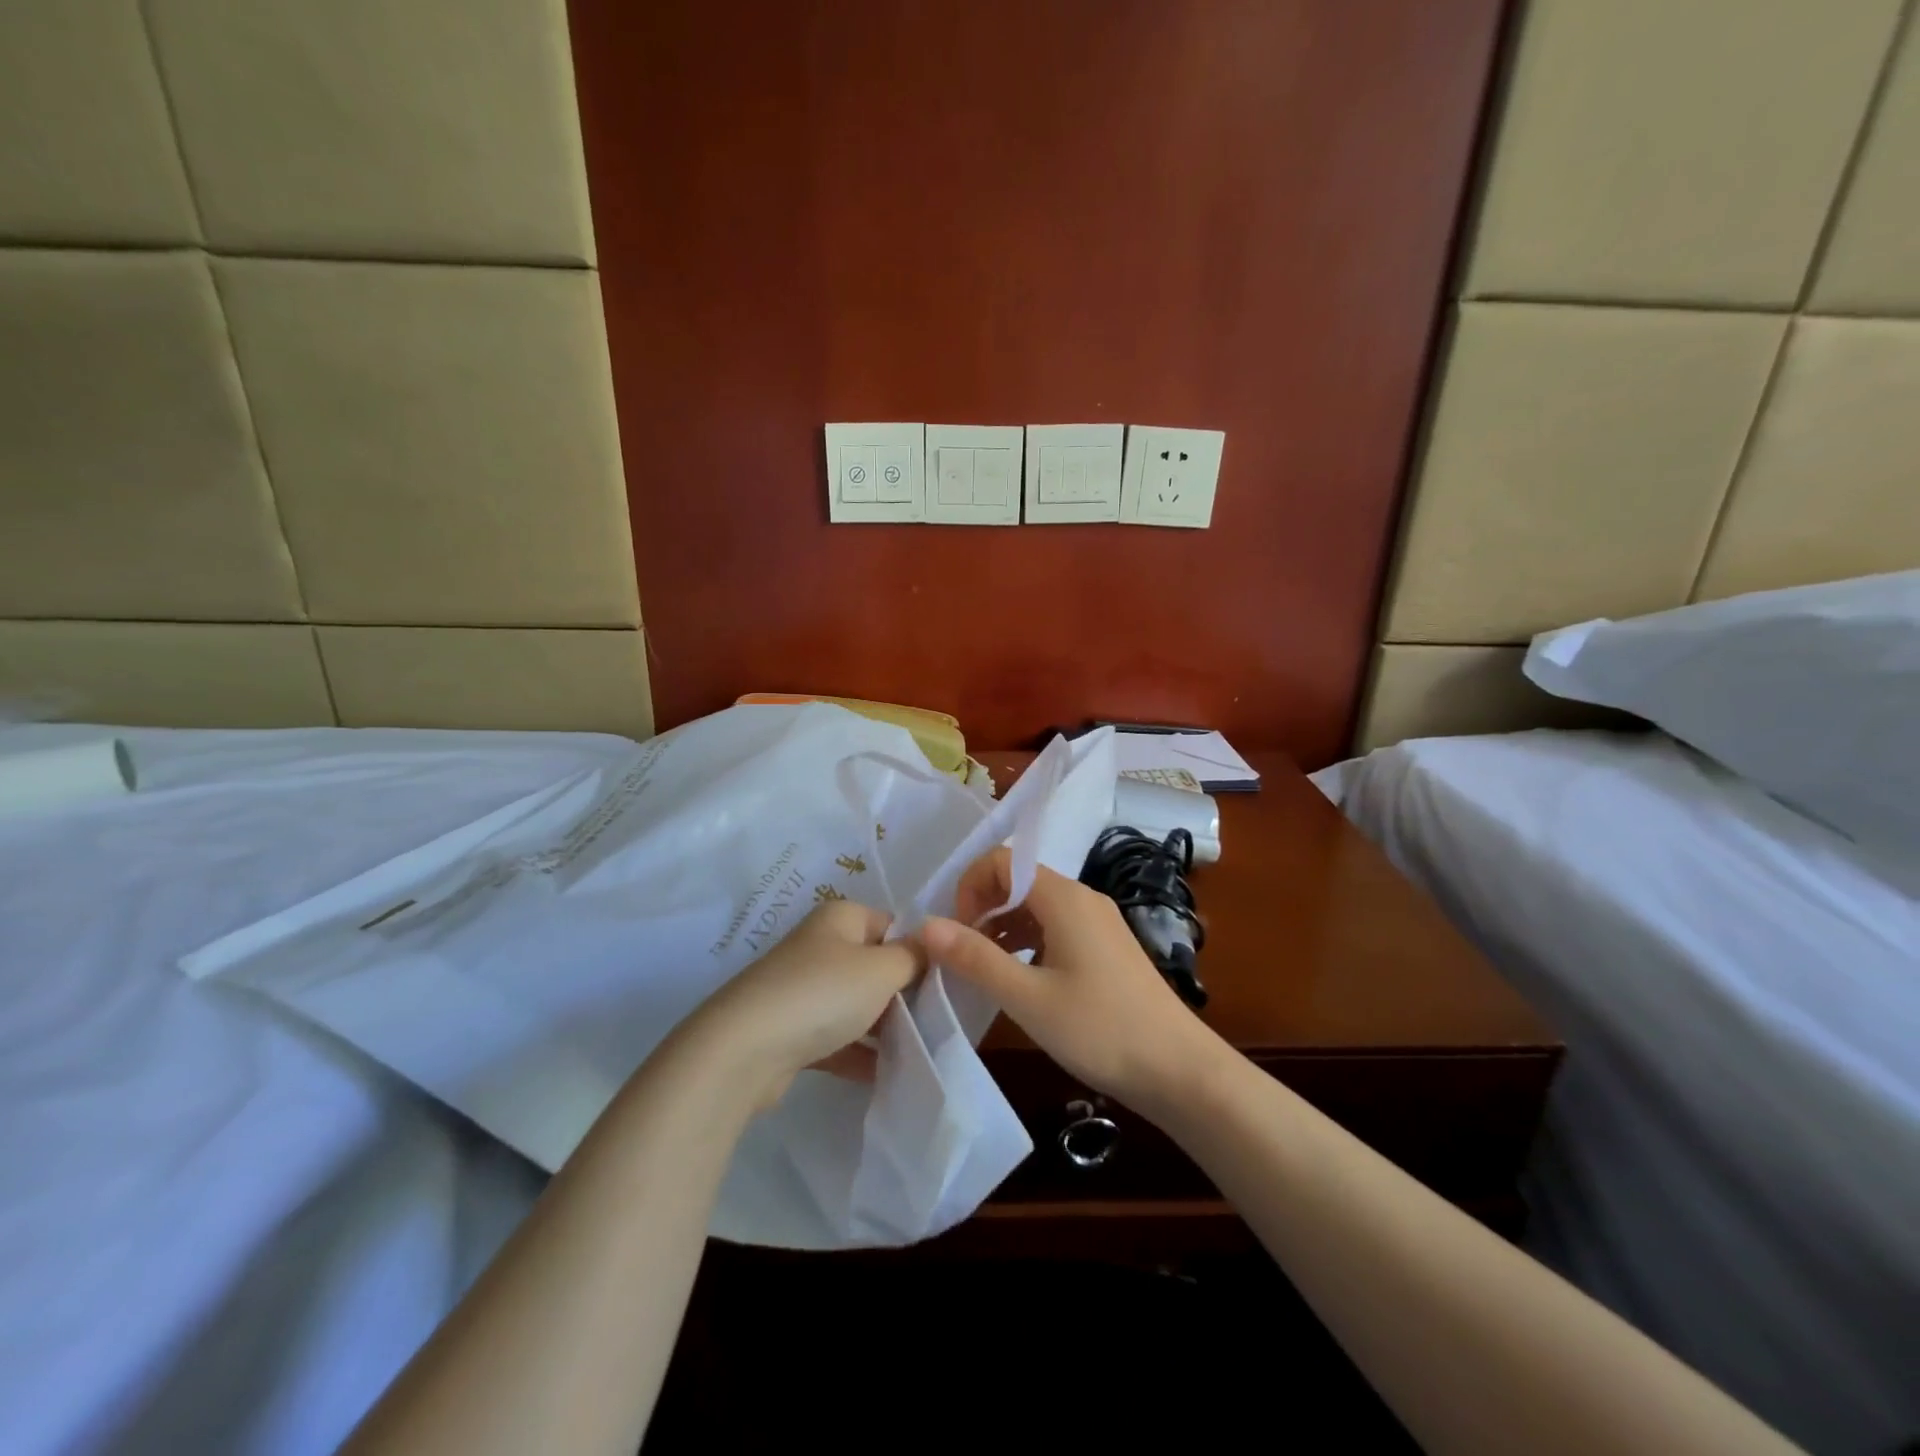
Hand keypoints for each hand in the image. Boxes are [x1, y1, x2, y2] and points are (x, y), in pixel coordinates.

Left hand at [683, 899, 924, 1110]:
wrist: (744, 1051)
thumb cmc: (822, 994)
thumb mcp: (882, 969)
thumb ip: (914, 957)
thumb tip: (931, 946)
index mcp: (841, 919)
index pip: (893, 925)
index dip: (920, 951)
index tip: (946, 983)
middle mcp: (820, 946)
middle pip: (875, 965)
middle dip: (904, 993)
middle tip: (937, 1021)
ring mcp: (802, 988)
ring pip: (856, 1004)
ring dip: (883, 1027)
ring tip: (920, 1051)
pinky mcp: (791, 1030)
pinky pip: (836, 1037)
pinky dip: (858, 1054)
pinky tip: (887, 1076)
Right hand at [917, 848, 1216, 1112]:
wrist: (1179, 1070)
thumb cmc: (1100, 1029)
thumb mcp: (1027, 997)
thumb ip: (975, 958)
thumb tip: (926, 925)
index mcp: (1064, 897)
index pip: (1003, 860)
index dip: (971, 886)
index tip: (957, 932)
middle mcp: (1083, 898)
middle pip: (1020, 880)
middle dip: (983, 907)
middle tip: (964, 954)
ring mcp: (1099, 922)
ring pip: (1037, 906)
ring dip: (1003, 927)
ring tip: (985, 970)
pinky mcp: (1107, 947)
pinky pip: (1056, 927)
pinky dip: (1028, 942)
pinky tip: (1021, 980)